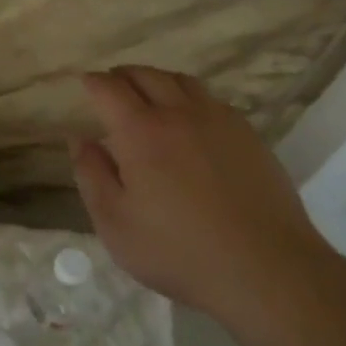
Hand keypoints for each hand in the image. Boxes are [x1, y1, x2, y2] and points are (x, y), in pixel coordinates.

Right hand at [70, 66, 345, 326]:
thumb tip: (79, 139)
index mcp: (141, 131)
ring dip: (158, 80)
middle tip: (112, 85)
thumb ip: (91, 175)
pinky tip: (191, 120)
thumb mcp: (115, 223)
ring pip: (183, 82)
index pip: (110, 89)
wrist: (266, 270)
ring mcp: (219, 121)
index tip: (85, 84)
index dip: (93, 82)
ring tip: (149, 95)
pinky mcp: (249, 136)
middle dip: (123, 75)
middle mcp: (179, 113)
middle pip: (147, 75)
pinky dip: (190, 98)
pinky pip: (212, 100)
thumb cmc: (178, 251)